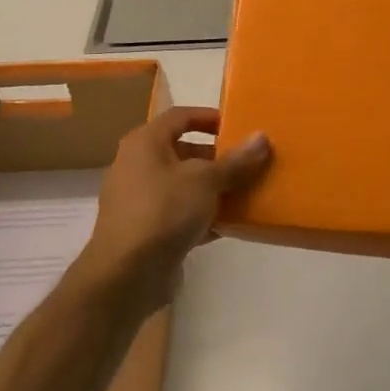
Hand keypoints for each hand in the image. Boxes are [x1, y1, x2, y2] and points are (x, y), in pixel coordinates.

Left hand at [80, 106, 271, 314]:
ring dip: (214, 189)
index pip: (180, 116)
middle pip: (183, 151)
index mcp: (145, 143)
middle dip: (217, 157)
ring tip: (247, 192)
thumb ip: (236, 161)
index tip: (238, 126)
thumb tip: (262, 137)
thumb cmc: (164, 211)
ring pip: (184, 185)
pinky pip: (180, 214)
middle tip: (249, 163)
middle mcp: (138, 166)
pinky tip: (230, 225)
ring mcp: (140, 200)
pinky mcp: (147, 230)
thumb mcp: (206, 181)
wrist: (127, 274)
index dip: (209, 117)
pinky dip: (203, 216)